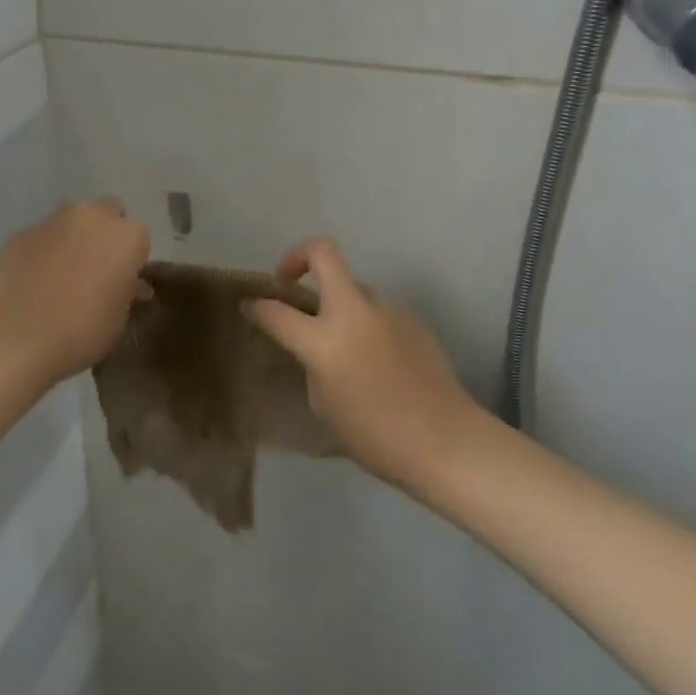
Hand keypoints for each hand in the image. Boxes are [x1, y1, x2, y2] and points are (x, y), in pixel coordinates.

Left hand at [0, 199, 150, 389]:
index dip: (131, 258)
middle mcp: (92, 216)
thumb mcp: (119, 319)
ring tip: (63, 272)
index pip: (139, 237)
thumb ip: (128, 292)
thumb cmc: (82, 331)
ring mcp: (53, 220)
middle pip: (107, 213)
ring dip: (74, 236)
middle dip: (106, 233)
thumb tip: (132, 285)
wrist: (16, 339)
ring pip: (73, 219)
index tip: (122, 280)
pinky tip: (34, 279)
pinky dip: (44, 249)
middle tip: (97, 268)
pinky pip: (42, 236)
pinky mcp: (22, 232)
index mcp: (126, 235)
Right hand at [247, 238, 474, 489]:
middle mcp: (354, 312)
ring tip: (342, 342)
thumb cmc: (375, 436)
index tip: (250, 306)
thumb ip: (312, 363)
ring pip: (352, 287)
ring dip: (337, 303)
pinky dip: (365, 324)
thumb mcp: (323, 404)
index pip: (276, 312)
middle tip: (288, 281)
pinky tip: (375, 359)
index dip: (257, 306)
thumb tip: (314, 345)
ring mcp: (386, 309)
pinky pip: (376, 311)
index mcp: (324, 341)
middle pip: (323, 253)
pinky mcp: (411, 317)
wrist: (444, 441)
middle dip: (297, 257)